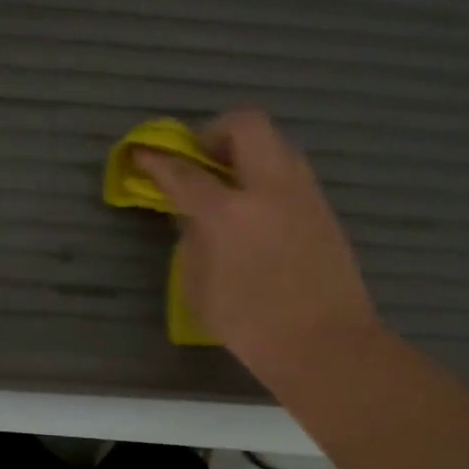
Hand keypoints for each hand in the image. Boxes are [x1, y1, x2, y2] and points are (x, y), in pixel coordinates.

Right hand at [135, 108, 378, 390]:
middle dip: (216, 131)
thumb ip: (192, 240)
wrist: (325, 344)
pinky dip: (268, 173)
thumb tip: (194, 214)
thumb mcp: (199, 287)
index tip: (143, 153)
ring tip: (232, 182)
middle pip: (246, 124)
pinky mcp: (324, 207)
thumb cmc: (251, 326)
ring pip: (276, 141)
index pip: (184, 172)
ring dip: (248, 149)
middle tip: (203, 160)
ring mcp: (303, 194)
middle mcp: (269, 189)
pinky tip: (260, 207)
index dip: (157, 160)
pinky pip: (291, 169)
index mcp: (228, 213)